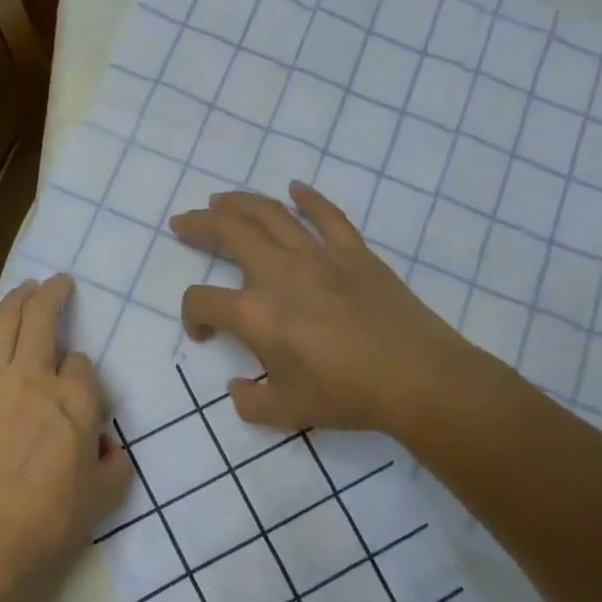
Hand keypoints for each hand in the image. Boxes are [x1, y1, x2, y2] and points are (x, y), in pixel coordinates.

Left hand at [0, 275, 131, 601]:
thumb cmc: (51, 522)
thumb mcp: (104, 498)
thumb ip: (114, 465)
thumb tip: (108, 449)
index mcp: (76, 401)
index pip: (83, 365)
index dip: (83, 371)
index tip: (81, 388)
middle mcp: (34, 379)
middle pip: (43, 323)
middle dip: (53, 296)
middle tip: (58, 283)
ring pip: (2, 326)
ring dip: (15, 299)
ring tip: (25, 285)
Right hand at [170, 182, 511, 438]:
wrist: (418, 379)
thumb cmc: (347, 396)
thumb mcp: (286, 411)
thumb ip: (250, 402)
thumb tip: (237, 388)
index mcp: (255, 314)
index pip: (202, 300)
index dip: (191, 315)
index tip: (203, 333)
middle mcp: (279, 273)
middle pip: (228, 232)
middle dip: (199, 224)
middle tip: (183, 223)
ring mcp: (319, 256)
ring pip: (270, 214)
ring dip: (239, 202)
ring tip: (220, 200)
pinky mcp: (355, 252)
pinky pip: (328, 215)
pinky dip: (308, 199)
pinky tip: (294, 190)